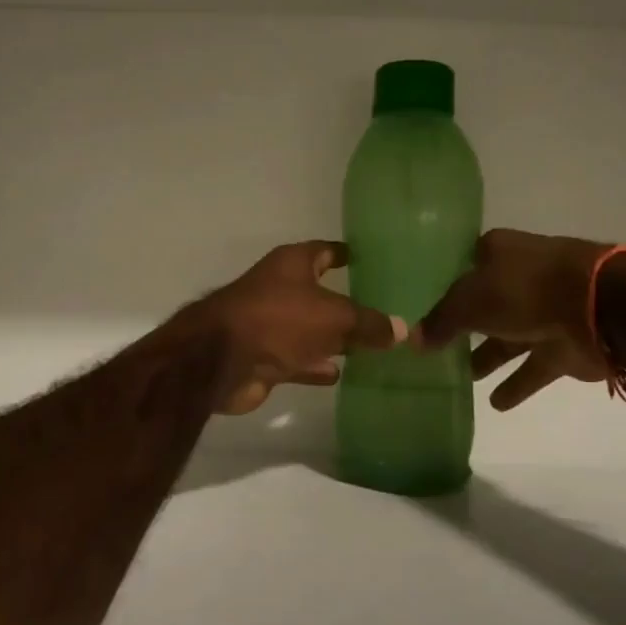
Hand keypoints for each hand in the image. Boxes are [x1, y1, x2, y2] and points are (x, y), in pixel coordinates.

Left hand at [189, 242, 406, 414]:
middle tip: (385, 311)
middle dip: (348, 303)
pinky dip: (316, 364)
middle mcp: (281, 288)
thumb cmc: (280, 319)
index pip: (327, 251)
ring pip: (311, 328)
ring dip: (334, 337)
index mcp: (293, 264)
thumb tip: (404, 330)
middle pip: (321, 293)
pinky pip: (299, 358)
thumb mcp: (335, 316)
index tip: (373, 260)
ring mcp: (271, 323)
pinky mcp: (265, 356)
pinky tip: (340, 373)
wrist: (221, 359)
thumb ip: (369, 323)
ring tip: (372, 346)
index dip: (348, 254)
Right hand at [421, 229, 614, 411]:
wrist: (598, 307)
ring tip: (461, 379)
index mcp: (497, 252)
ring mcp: (544, 310)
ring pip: (508, 336)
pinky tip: (495, 404)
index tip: (419, 308)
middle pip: (485, 303)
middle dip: (464, 326)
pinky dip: (517, 383)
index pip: (462, 266)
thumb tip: (412, 340)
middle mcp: (520, 277)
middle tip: (434, 349)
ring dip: (488, 356)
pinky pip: (533, 366)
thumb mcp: (468, 302)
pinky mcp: (563, 344)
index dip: (442, 286)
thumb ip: (440, 321)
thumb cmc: (524, 289)